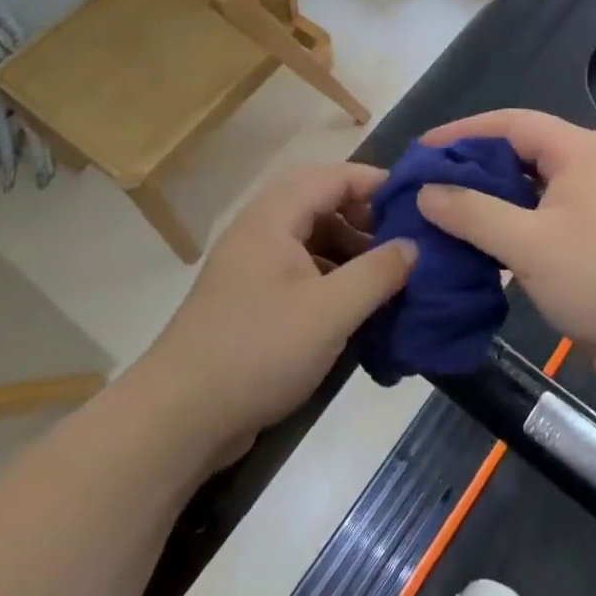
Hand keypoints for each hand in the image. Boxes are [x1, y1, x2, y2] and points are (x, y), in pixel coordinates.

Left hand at [146, 163, 414, 455]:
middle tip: (400, 239)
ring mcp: (251, 267)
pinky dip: (331, 276)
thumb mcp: (330, 312)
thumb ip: (377, 273)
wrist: (180, 418)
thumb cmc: (258, 351)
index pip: (331, 177)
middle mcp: (259, 232)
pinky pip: (299, 270)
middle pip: (318, 202)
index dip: (374, 182)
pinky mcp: (250, 300)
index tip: (416, 203)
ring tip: (384, 274)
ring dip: (348, 248)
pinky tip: (354, 306)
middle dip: (363, 216)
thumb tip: (413, 246)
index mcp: (272, 219)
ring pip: (309, 238)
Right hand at [416, 110, 595, 399]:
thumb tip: (426, 191)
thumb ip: (473, 213)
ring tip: (438, 217)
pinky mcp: (590, 241)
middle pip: (517, 155)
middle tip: (422, 187)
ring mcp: (591, 206)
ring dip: (485, 203)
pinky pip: (538, 222)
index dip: (462, 132)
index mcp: (578, 151)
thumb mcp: (530, 244)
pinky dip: (506, 230)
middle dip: (469, 169)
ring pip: (526, 192)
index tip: (419, 151)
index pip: (510, 123)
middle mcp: (586, 168)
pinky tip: (473, 249)